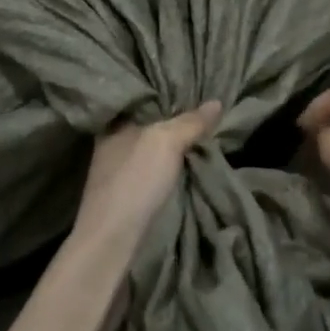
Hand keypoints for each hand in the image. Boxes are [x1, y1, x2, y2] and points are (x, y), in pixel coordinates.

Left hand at [68, 101, 219, 271]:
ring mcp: (119, 173)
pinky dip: (171, 167)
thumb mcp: (165, 142)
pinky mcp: (128, 198)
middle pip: (149, 124)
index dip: (164, 92)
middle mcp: (112, 145)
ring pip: (152, 149)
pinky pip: (155, 171)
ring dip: (174, 145)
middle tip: (205, 108)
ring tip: (204, 133)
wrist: (112, 244)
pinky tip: (189, 164)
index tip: (190, 85)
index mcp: (114, 125)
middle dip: (173, 119)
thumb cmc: (134, 182)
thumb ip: (190, 122)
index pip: (141, 98)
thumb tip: (216, 102)